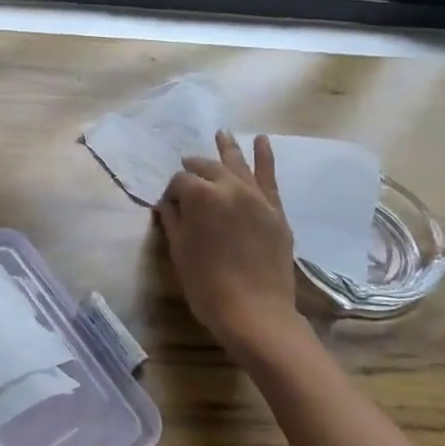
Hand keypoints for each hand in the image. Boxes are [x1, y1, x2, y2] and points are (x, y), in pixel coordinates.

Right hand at [157, 131, 302, 360]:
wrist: (255, 312)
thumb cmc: (207, 285)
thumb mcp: (179, 252)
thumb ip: (174, 221)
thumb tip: (169, 204)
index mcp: (200, 195)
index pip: (180, 182)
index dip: (172, 193)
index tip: (169, 209)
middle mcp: (229, 187)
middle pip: (207, 168)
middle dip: (194, 169)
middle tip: (185, 171)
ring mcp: (256, 196)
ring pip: (238, 164)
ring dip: (228, 148)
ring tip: (222, 133)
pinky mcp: (275, 210)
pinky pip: (269, 177)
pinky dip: (265, 157)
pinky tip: (261, 141)